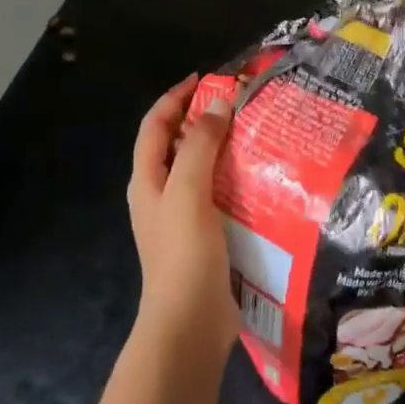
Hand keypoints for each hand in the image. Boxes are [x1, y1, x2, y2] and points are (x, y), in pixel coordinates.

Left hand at [127, 75, 240, 359]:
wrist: (189, 326)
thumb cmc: (183, 253)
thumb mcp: (188, 191)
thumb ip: (200, 146)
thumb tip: (217, 105)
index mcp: (147, 179)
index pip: (156, 124)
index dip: (175, 97)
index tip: (204, 78)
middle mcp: (159, 193)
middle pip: (176, 143)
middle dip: (201, 119)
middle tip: (237, 103)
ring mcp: (180, 217)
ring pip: (198, 168)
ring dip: (219, 147)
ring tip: (253, 132)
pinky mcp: (202, 236)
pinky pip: (215, 193)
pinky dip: (231, 176)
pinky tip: (258, 176)